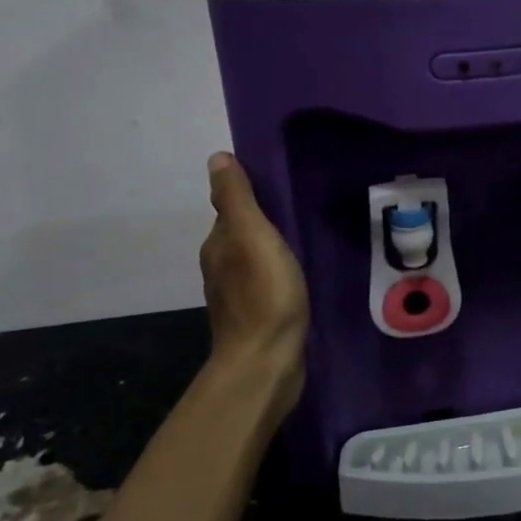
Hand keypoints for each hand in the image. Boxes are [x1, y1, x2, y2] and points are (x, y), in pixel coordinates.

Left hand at [199, 152, 307, 418]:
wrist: (266, 363)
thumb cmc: (264, 293)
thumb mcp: (252, 235)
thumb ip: (237, 198)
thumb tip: (217, 157)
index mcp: (218, 245)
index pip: (232, 209)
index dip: (254, 196)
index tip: (283, 185)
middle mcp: (221, 267)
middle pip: (242, 233)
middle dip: (265, 220)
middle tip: (300, 208)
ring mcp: (238, 296)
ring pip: (254, 259)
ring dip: (272, 248)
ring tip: (303, 237)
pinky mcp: (257, 317)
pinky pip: (266, 283)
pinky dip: (278, 273)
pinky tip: (298, 275)